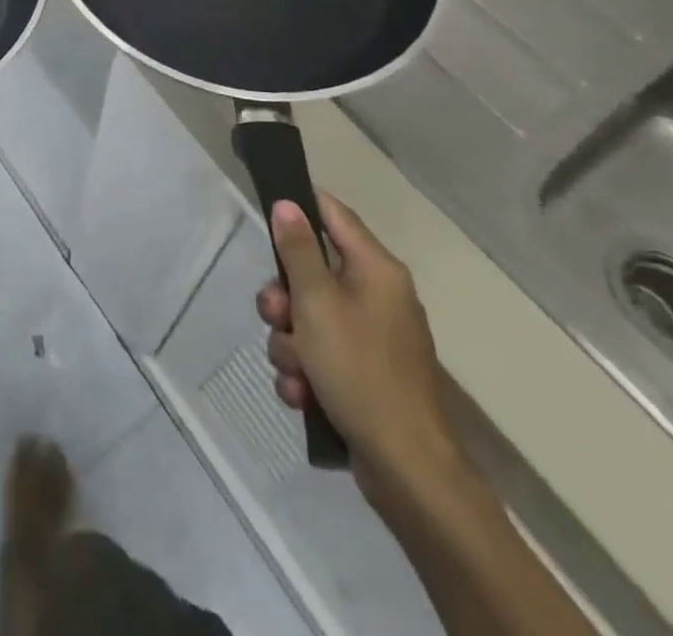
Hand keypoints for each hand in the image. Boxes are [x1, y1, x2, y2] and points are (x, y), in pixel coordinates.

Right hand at [255, 194, 460, 508]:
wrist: (406, 469)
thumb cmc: (360, 370)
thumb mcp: (317, 303)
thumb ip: (298, 251)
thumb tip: (288, 203)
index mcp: (376, 270)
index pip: (334, 214)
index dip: (300, 205)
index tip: (266, 208)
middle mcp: (377, 296)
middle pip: (311, 272)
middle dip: (283, 298)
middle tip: (276, 316)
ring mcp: (371, 338)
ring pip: (307, 318)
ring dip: (290, 343)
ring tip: (296, 371)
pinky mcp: (363, 374)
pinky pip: (318, 355)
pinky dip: (305, 372)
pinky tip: (303, 395)